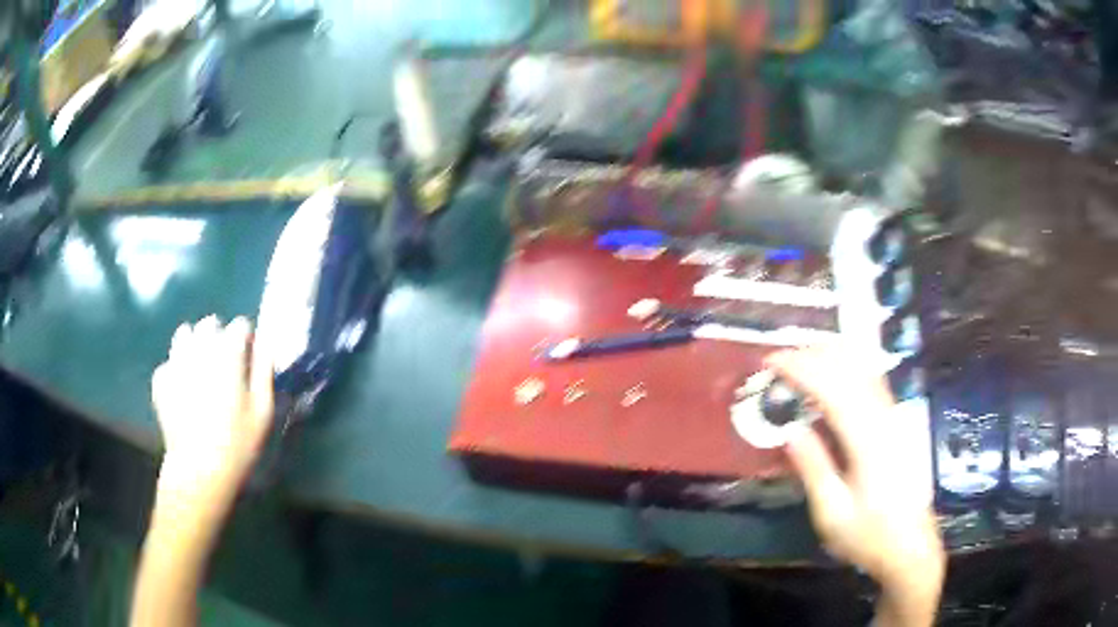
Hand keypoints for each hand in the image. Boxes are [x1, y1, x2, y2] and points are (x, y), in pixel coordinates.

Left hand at [135, 316, 272, 626]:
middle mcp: (199, 348)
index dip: (247, 341)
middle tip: (225, 367)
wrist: (198, 471)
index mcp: (227, 354)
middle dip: (219, 338)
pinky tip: (183, 392)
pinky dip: (177, 369)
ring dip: (195, 345)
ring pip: (185, 334)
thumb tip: (264, 346)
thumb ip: (264, 373)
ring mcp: (176, 362)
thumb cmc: (238, 445)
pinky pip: (170, 362)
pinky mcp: (161, 379)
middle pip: (210, 324)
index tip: (249, 360)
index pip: (240, 326)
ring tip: (201, 372)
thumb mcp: (263, 413)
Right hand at [766, 346, 943, 621]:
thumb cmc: (869, 535)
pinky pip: (872, 380)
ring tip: (801, 359)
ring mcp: (895, 417)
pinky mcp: (898, 423)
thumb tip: (789, 431)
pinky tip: (834, 374)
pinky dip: (848, 367)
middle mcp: (885, 418)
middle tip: (779, 360)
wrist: (910, 547)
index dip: (800, 368)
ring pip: (864, 368)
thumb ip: (813, 469)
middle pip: (850, 367)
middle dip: (813, 355)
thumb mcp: (833, 514)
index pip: (832, 388)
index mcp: (867, 440)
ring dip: (831, 356)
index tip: (770, 361)